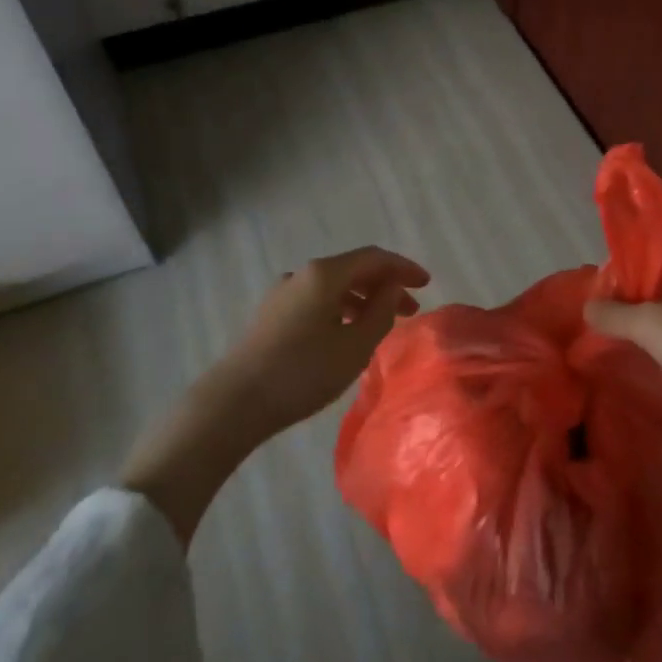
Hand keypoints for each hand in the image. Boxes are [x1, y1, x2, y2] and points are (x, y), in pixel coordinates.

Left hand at [218, 246, 429, 436]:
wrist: (234, 403)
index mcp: (324, 274)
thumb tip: (391, 288)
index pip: (374, 258)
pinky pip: (317, 300)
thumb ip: (381, 312)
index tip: (427, 283)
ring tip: (382, 325)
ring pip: (334, 286)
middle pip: (353, 270)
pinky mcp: (271, 314)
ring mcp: (283, 293)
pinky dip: (341, 309)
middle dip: (385, 285)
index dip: (403, 268)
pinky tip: (347, 334)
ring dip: (363, 300)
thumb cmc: (303, 373)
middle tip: (411, 309)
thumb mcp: (355, 346)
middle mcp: (302, 274)